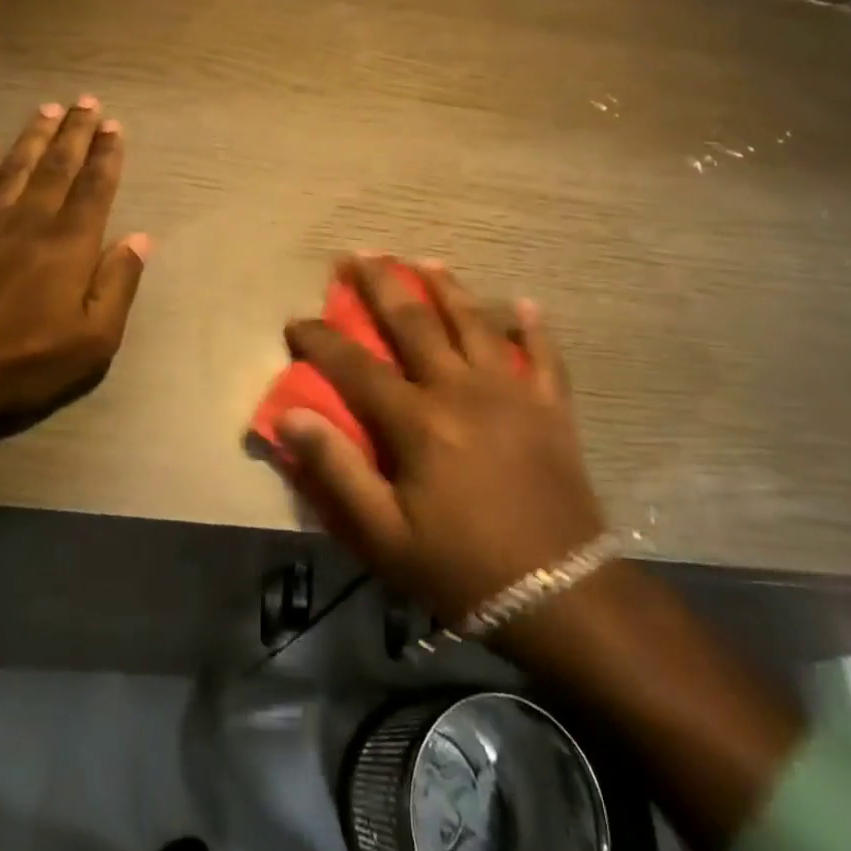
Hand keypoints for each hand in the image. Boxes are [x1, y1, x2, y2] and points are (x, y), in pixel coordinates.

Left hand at [0, 97, 149, 444]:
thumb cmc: (21, 365)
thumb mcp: (92, 341)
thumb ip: (118, 284)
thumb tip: (141, 238)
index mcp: (68, 244)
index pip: (94, 188)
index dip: (107, 155)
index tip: (114, 126)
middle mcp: (28, 220)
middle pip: (57, 166)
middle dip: (76, 132)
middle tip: (87, 101)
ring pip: (14, 167)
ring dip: (34, 136)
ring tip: (49, 109)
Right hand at [276, 255, 606, 629]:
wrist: (559, 595)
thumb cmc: (460, 568)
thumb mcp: (383, 535)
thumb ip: (336, 470)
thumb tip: (291, 415)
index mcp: (418, 420)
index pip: (355, 365)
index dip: (320, 339)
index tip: (296, 321)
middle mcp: (461, 388)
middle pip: (414, 321)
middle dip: (379, 285)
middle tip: (357, 255)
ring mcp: (511, 390)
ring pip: (474, 321)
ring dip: (446, 286)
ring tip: (424, 260)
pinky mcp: (550, 405)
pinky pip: (543, 354)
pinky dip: (533, 327)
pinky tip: (525, 302)